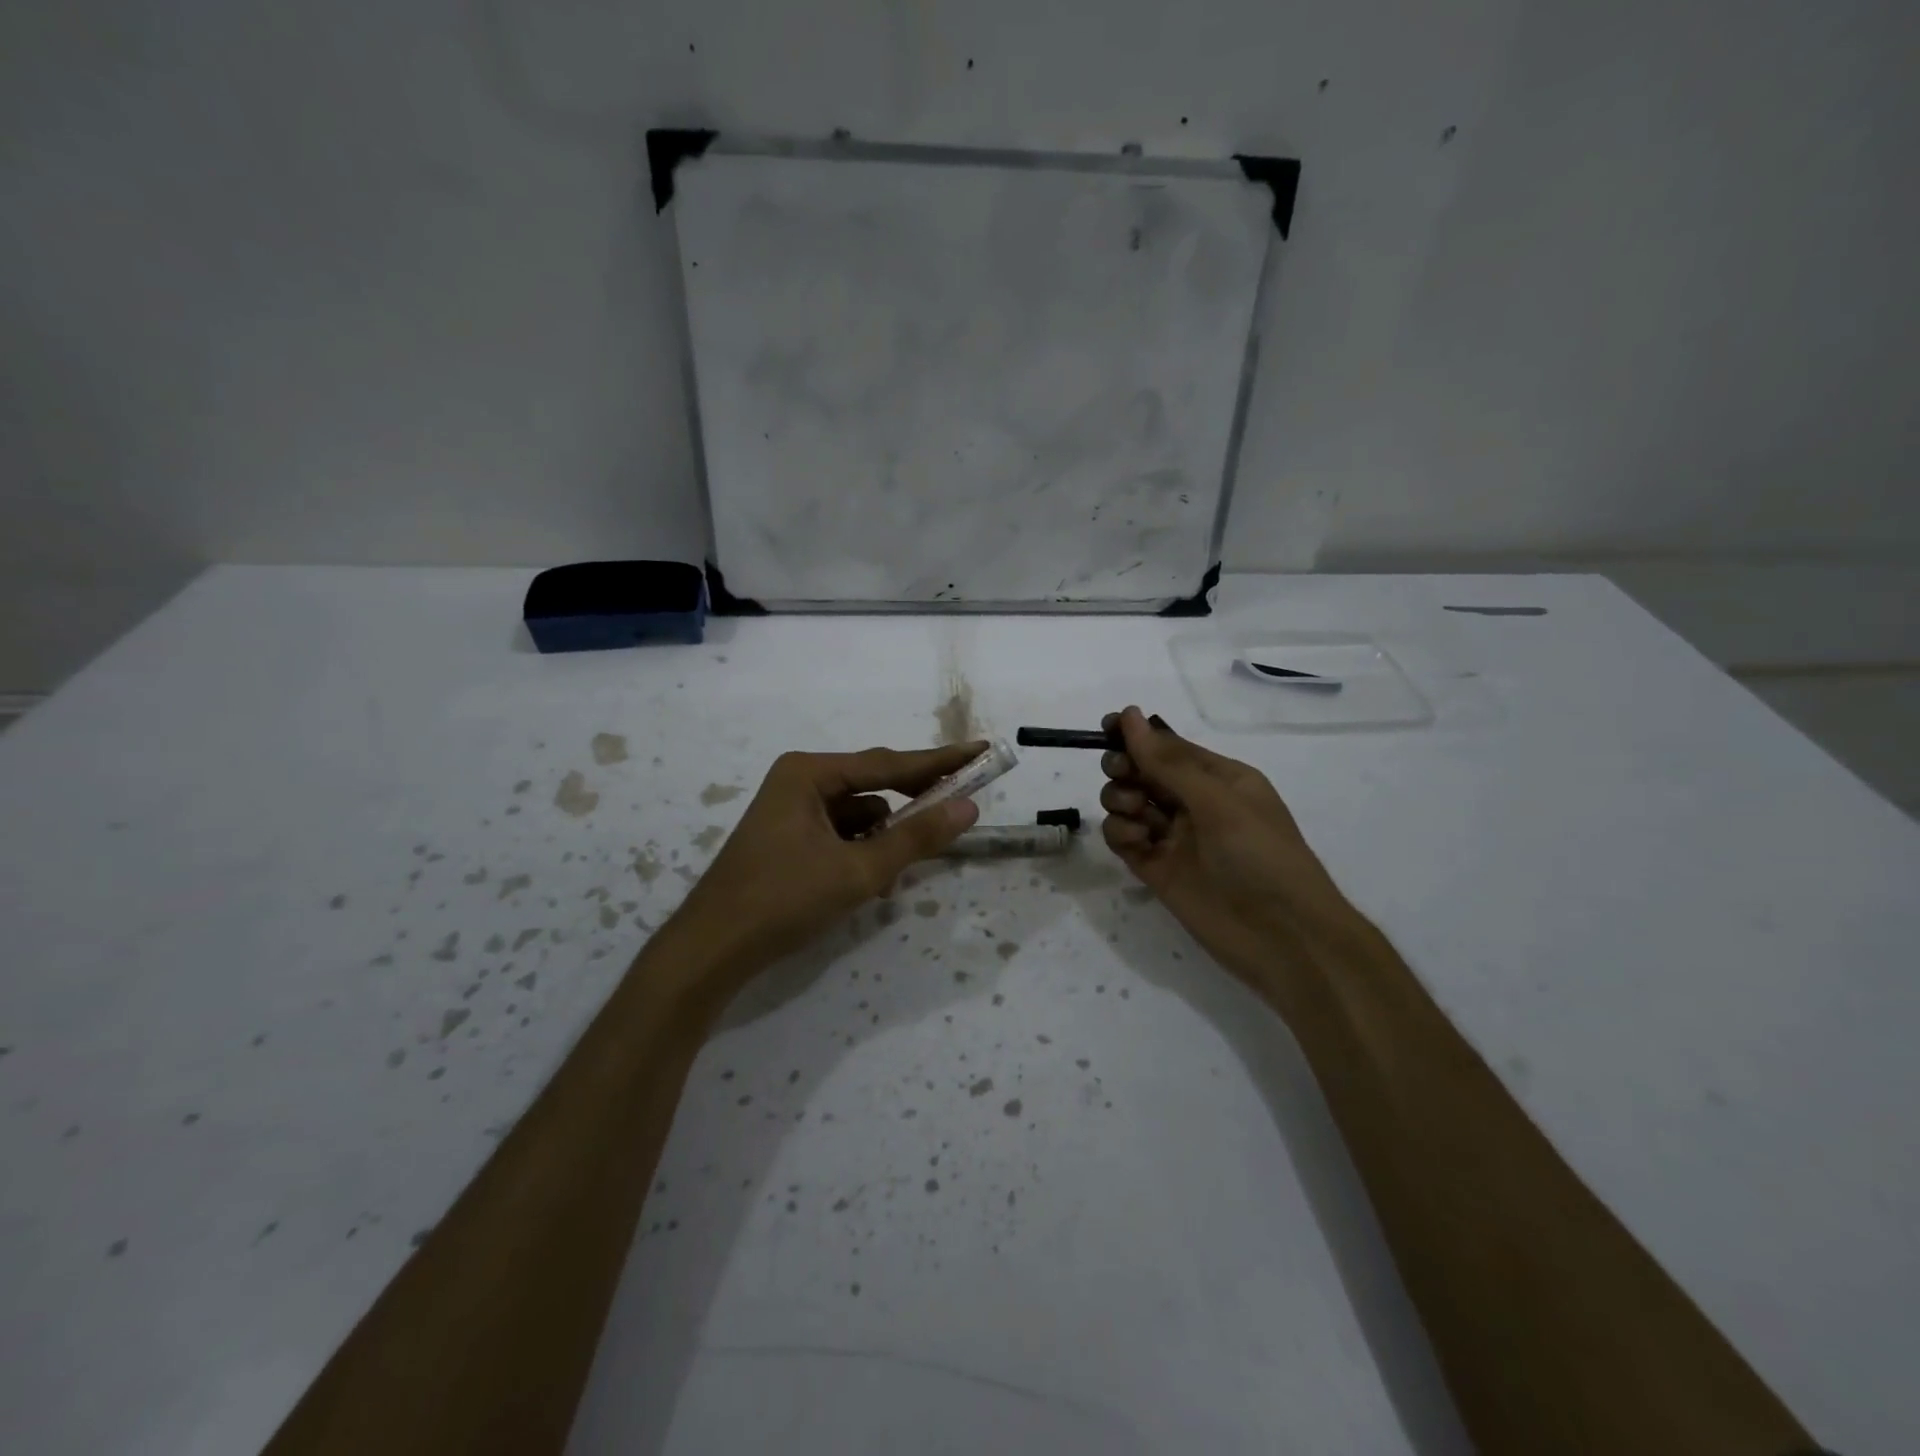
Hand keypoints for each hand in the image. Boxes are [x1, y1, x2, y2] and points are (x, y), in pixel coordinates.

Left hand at [665, 742, 983, 990]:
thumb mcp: (857, 870)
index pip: (888, 763)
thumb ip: (915, 837)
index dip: (939, 761)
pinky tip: (871, 881)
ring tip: (899, 869)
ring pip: (859, 815)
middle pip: (873, 784)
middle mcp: (800, 781)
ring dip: (885, 838)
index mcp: (809, 773)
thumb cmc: (783, 900)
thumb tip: (968, 808)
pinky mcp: (790, 839)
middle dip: (913, 802)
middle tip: (961, 803)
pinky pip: (841, 834)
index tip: (980, 751)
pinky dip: (862, 852)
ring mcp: (792, 811)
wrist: (712, 950)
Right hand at [1098, 706, 1352, 987]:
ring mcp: (1174, 837)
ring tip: (1135, 814)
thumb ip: (1168, 762)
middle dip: (1125, 768)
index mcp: (1218, 778)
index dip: (1136, 736)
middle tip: (1123, 776)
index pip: (1168, 746)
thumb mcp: (1218, 801)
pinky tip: (1135, 841)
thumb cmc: (1260, 856)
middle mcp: (1194, 803)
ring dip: (1121, 800)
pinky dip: (1120, 834)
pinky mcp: (1156, 869)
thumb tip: (1129, 715)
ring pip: (1128, 803)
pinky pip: (1124, 839)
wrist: (1283, 938)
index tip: (1106, 730)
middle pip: (1142, 772)